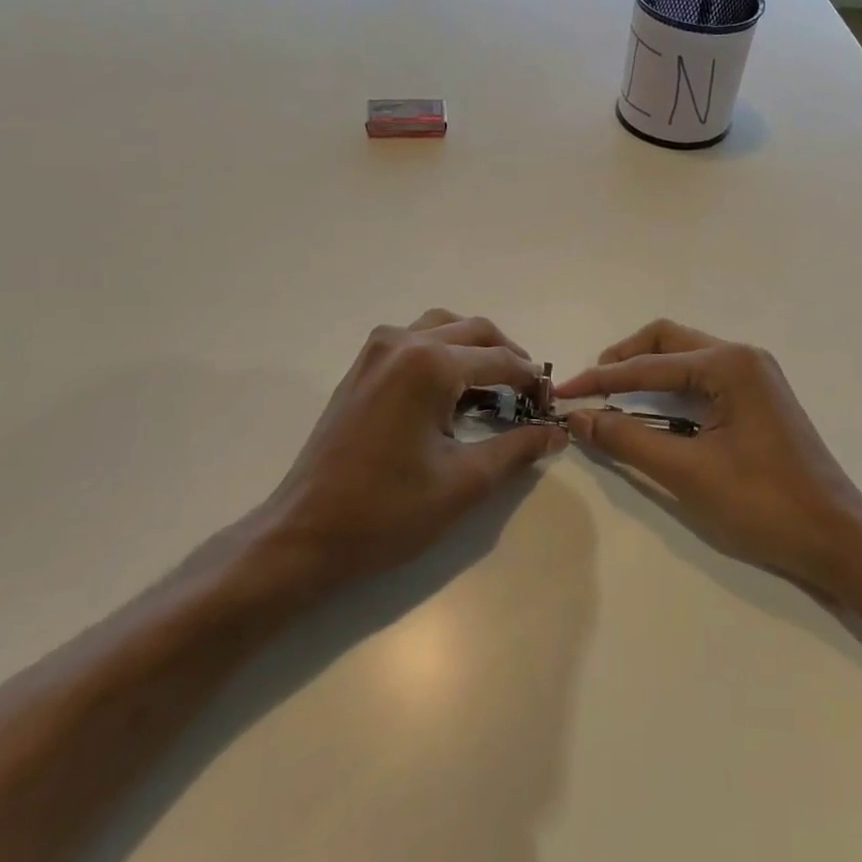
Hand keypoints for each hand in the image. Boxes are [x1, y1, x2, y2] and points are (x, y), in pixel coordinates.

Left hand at [256, 310, 565, 590]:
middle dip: (508, 357)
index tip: (551, 405)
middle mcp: (403, 342)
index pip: (500, 359)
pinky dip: (443, 353)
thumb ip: (517, 449)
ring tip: (496, 386)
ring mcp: (376, 351)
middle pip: (474, 330)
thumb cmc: (388, 510)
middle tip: (529, 394)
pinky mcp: (361, 368)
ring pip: (443, 328)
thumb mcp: (465, 481)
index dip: (532, 380)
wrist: (306, 533)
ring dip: (475, 348)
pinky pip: (415, 341)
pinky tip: (453, 391)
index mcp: (430, 364)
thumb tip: (556, 432)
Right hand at [557, 320, 861, 591]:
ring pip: (686, 356)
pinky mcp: (758, 397)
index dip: (602, 380)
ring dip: (647, 369)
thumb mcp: (687, 472)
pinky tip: (652, 407)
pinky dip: (670, 386)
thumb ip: (629, 439)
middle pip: (669, 341)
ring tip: (611, 394)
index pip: (650, 365)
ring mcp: (755, 376)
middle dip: (624, 359)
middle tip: (590, 385)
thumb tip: (580, 418)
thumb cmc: (763, 504)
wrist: (835, 536)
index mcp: (730, 365)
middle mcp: (743, 357)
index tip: (564, 394)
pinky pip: (703, 376)